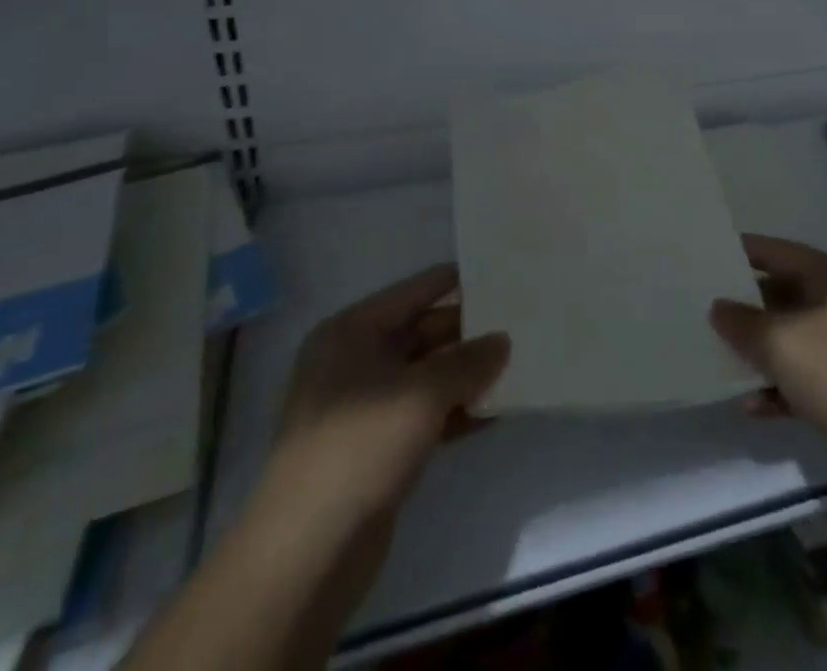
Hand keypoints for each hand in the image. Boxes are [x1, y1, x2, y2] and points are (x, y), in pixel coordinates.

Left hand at [261, 264, 510, 529]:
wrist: (308, 554)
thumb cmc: (361, 446)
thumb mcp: (423, 393)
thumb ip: (468, 361)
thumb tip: (502, 341)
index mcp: (351, 332)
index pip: (413, 292)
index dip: (454, 282)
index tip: (500, 273)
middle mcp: (354, 362)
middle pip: (421, 333)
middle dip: (467, 333)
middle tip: (519, 324)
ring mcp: (364, 408)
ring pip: (426, 377)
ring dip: (466, 375)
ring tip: (518, 364)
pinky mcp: (377, 450)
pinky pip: (425, 415)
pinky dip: (457, 412)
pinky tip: (496, 411)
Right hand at [710, 234, 826, 461]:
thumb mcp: (779, 341)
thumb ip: (742, 322)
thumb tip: (719, 308)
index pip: (778, 251)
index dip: (743, 252)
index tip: (706, 255)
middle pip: (785, 294)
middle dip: (747, 306)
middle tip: (705, 309)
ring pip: (793, 339)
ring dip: (761, 351)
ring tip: (721, 358)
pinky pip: (805, 378)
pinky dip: (780, 387)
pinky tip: (752, 405)